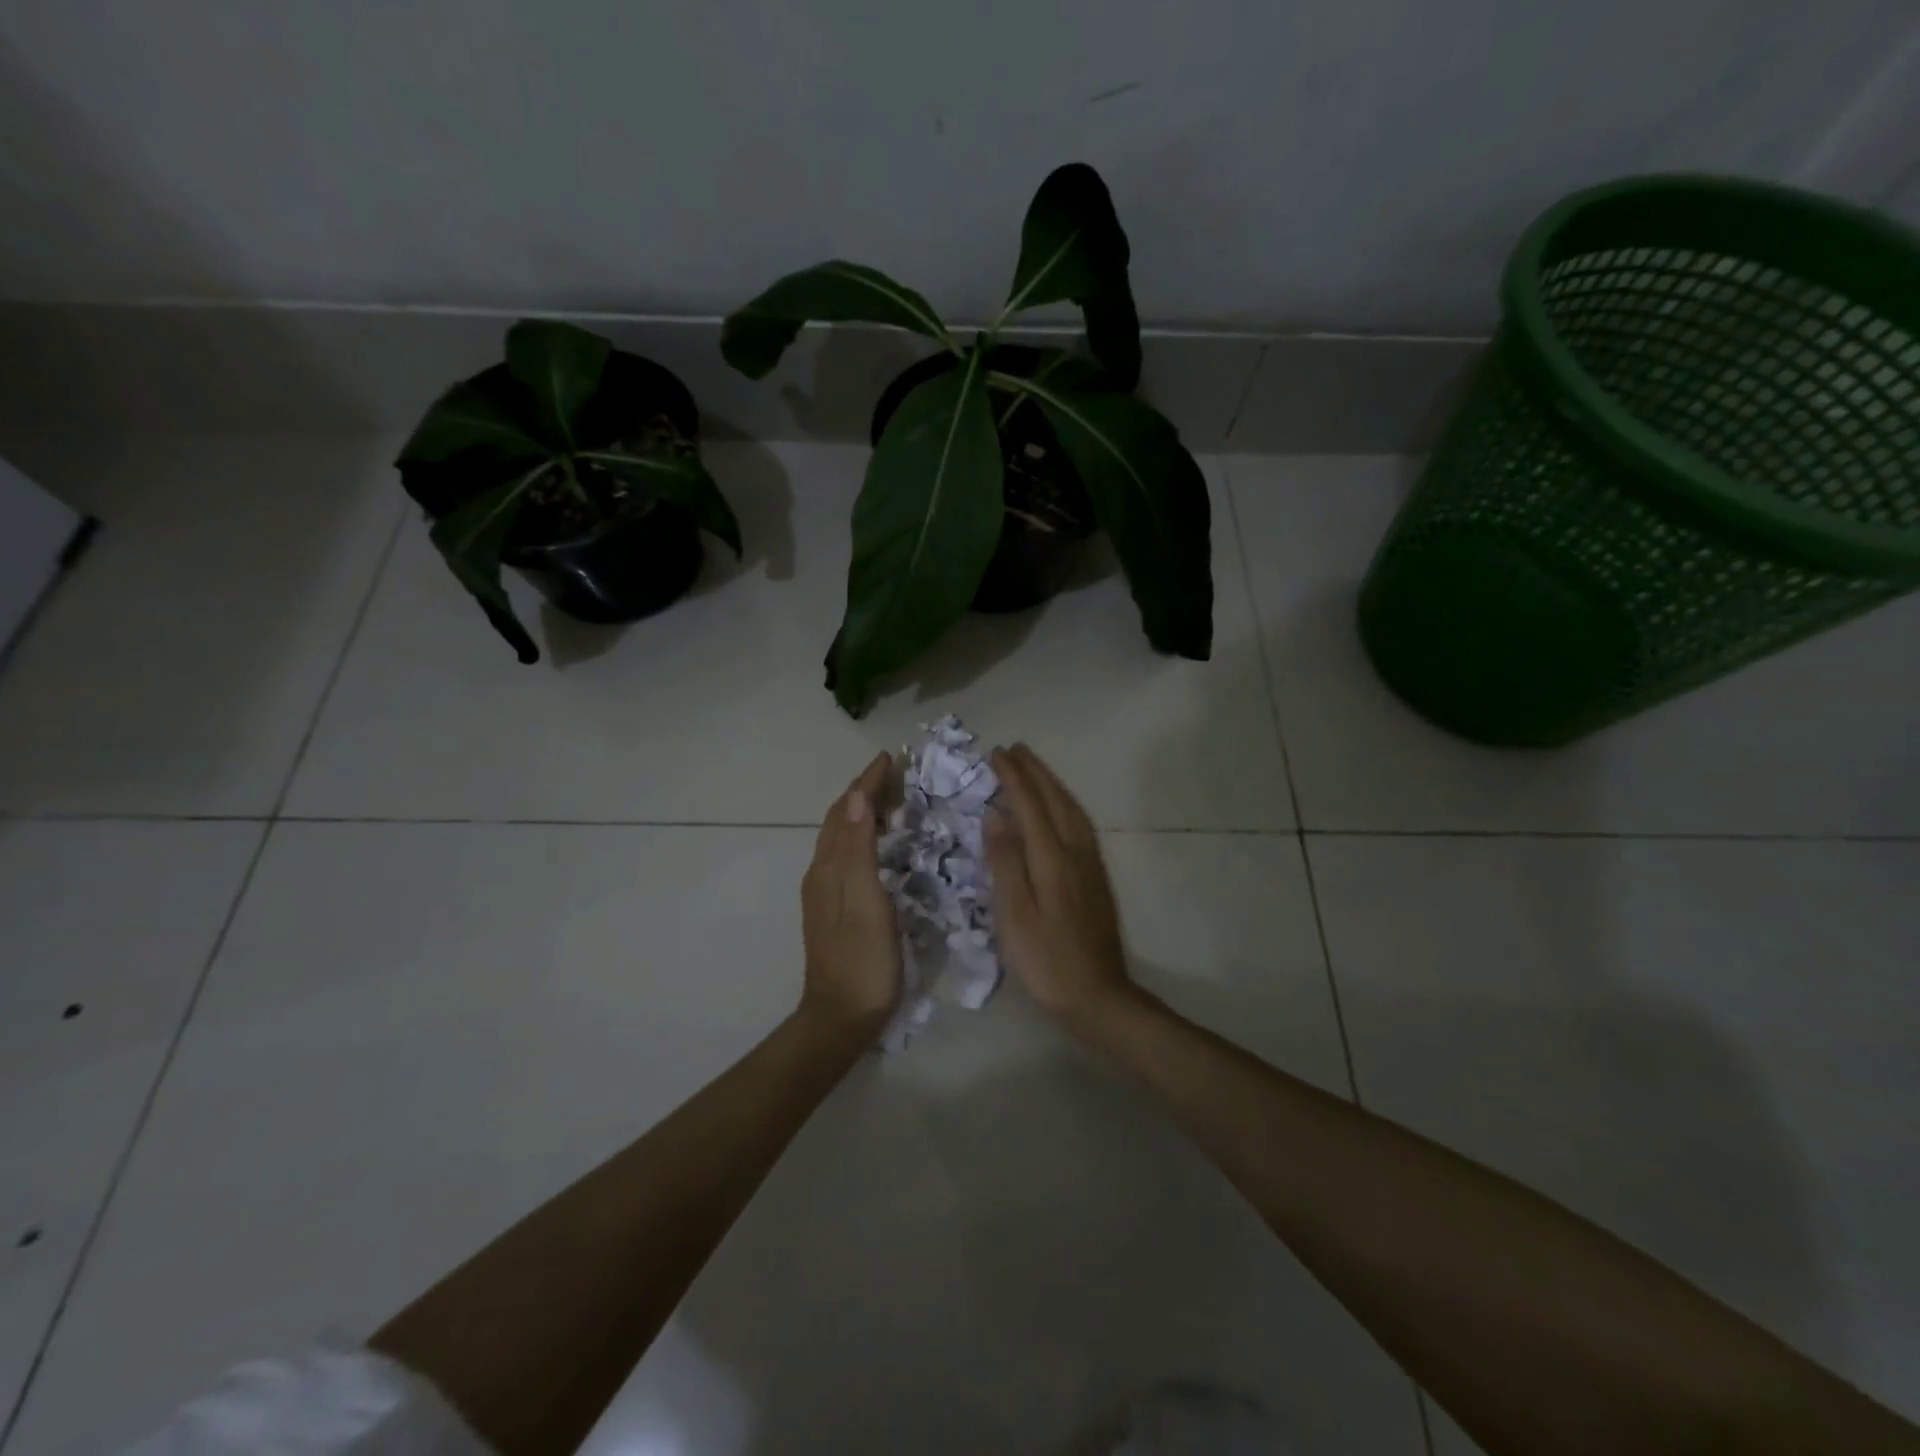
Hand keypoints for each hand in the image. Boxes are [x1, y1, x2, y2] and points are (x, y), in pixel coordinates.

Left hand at [800, 752, 901, 1033]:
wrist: (840, 1018)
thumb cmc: (863, 960)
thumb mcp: (866, 900)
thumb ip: (859, 848)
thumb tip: (855, 796)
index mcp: (829, 867)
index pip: (845, 810)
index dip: (867, 781)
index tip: (890, 757)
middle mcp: (822, 873)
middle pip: (839, 819)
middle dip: (864, 791)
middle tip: (896, 773)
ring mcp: (825, 892)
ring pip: (841, 837)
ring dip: (862, 811)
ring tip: (891, 799)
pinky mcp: (834, 908)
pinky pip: (846, 855)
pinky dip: (862, 835)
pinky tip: (879, 844)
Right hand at [985, 744, 1131, 1026]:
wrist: (1098, 996)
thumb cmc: (1046, 960)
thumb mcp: (1014, 915)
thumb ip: (1005, 862)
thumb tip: (996, 816)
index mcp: (1052, 858)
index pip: (1030, 805)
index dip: (1013, 777)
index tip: (997, 753)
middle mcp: (1076, 852)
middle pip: (1055, 800)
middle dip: (1035, 771)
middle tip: (1015, 748)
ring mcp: (1091, 863)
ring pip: (1072, 809)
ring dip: (1052, 783)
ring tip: (1034, 768)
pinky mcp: (1097, 877)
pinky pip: (1080, 823)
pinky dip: (1065, 803)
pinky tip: (1059, 808)